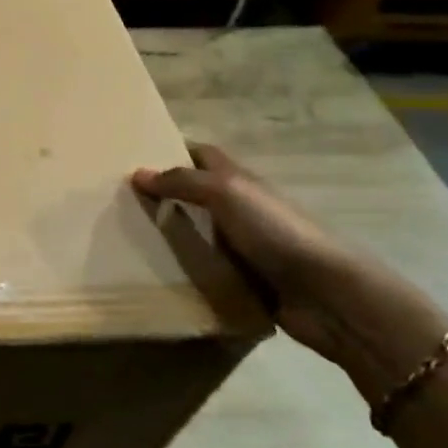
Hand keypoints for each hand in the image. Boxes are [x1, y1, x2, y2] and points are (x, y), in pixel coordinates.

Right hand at [132, 142, 364, 360]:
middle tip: (118, 201)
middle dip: (162, 196)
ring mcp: (244, 246)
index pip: (200, 154)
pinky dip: (185, 270)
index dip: (171, 151)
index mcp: (239, 180)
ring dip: (169, 236)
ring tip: (126, 237)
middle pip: (195, 194)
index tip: (134, 159)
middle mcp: (241, 208)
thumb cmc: (276, 231)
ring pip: (197, 233)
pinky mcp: (245, 281)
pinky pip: (206, 270)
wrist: (328, 295)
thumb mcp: (225, 192)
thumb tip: (137, 173)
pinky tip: (155, 272)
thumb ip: (181, 181)